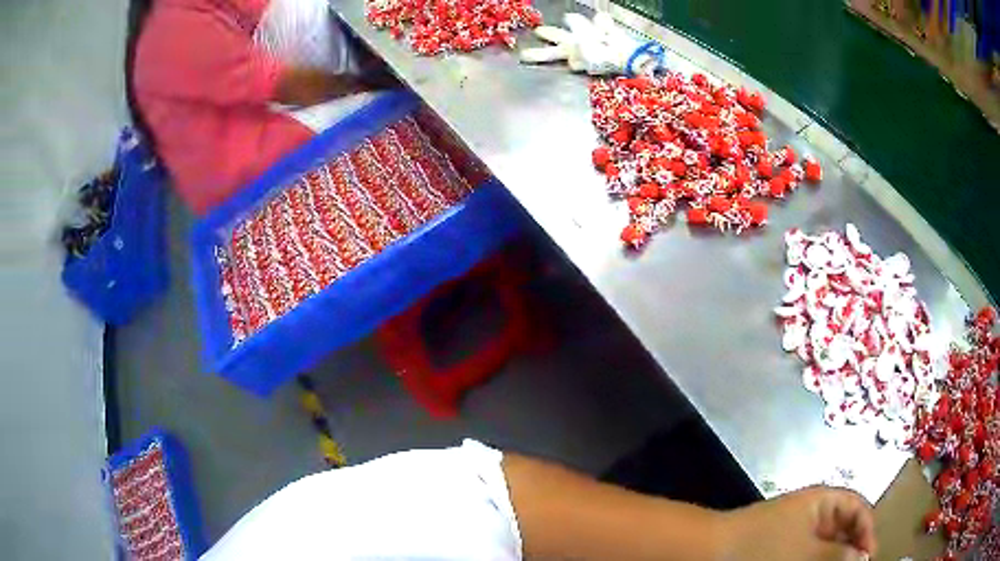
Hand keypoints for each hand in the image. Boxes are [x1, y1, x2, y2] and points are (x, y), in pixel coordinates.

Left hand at [718, 486, 876, 560]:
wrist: (711, 550)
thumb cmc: (762, 546)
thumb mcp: (805, 552)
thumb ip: (836, 554)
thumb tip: (863, 557)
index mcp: (823, 500)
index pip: (858, 508)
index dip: (867, 529)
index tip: (869, 556)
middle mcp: (814, 511)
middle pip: (845, 526)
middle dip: (852, 547)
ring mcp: (798, 529)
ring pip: (828, 542)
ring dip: (835, 556)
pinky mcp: (784, 545)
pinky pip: (810, 551)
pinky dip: (818, 559)